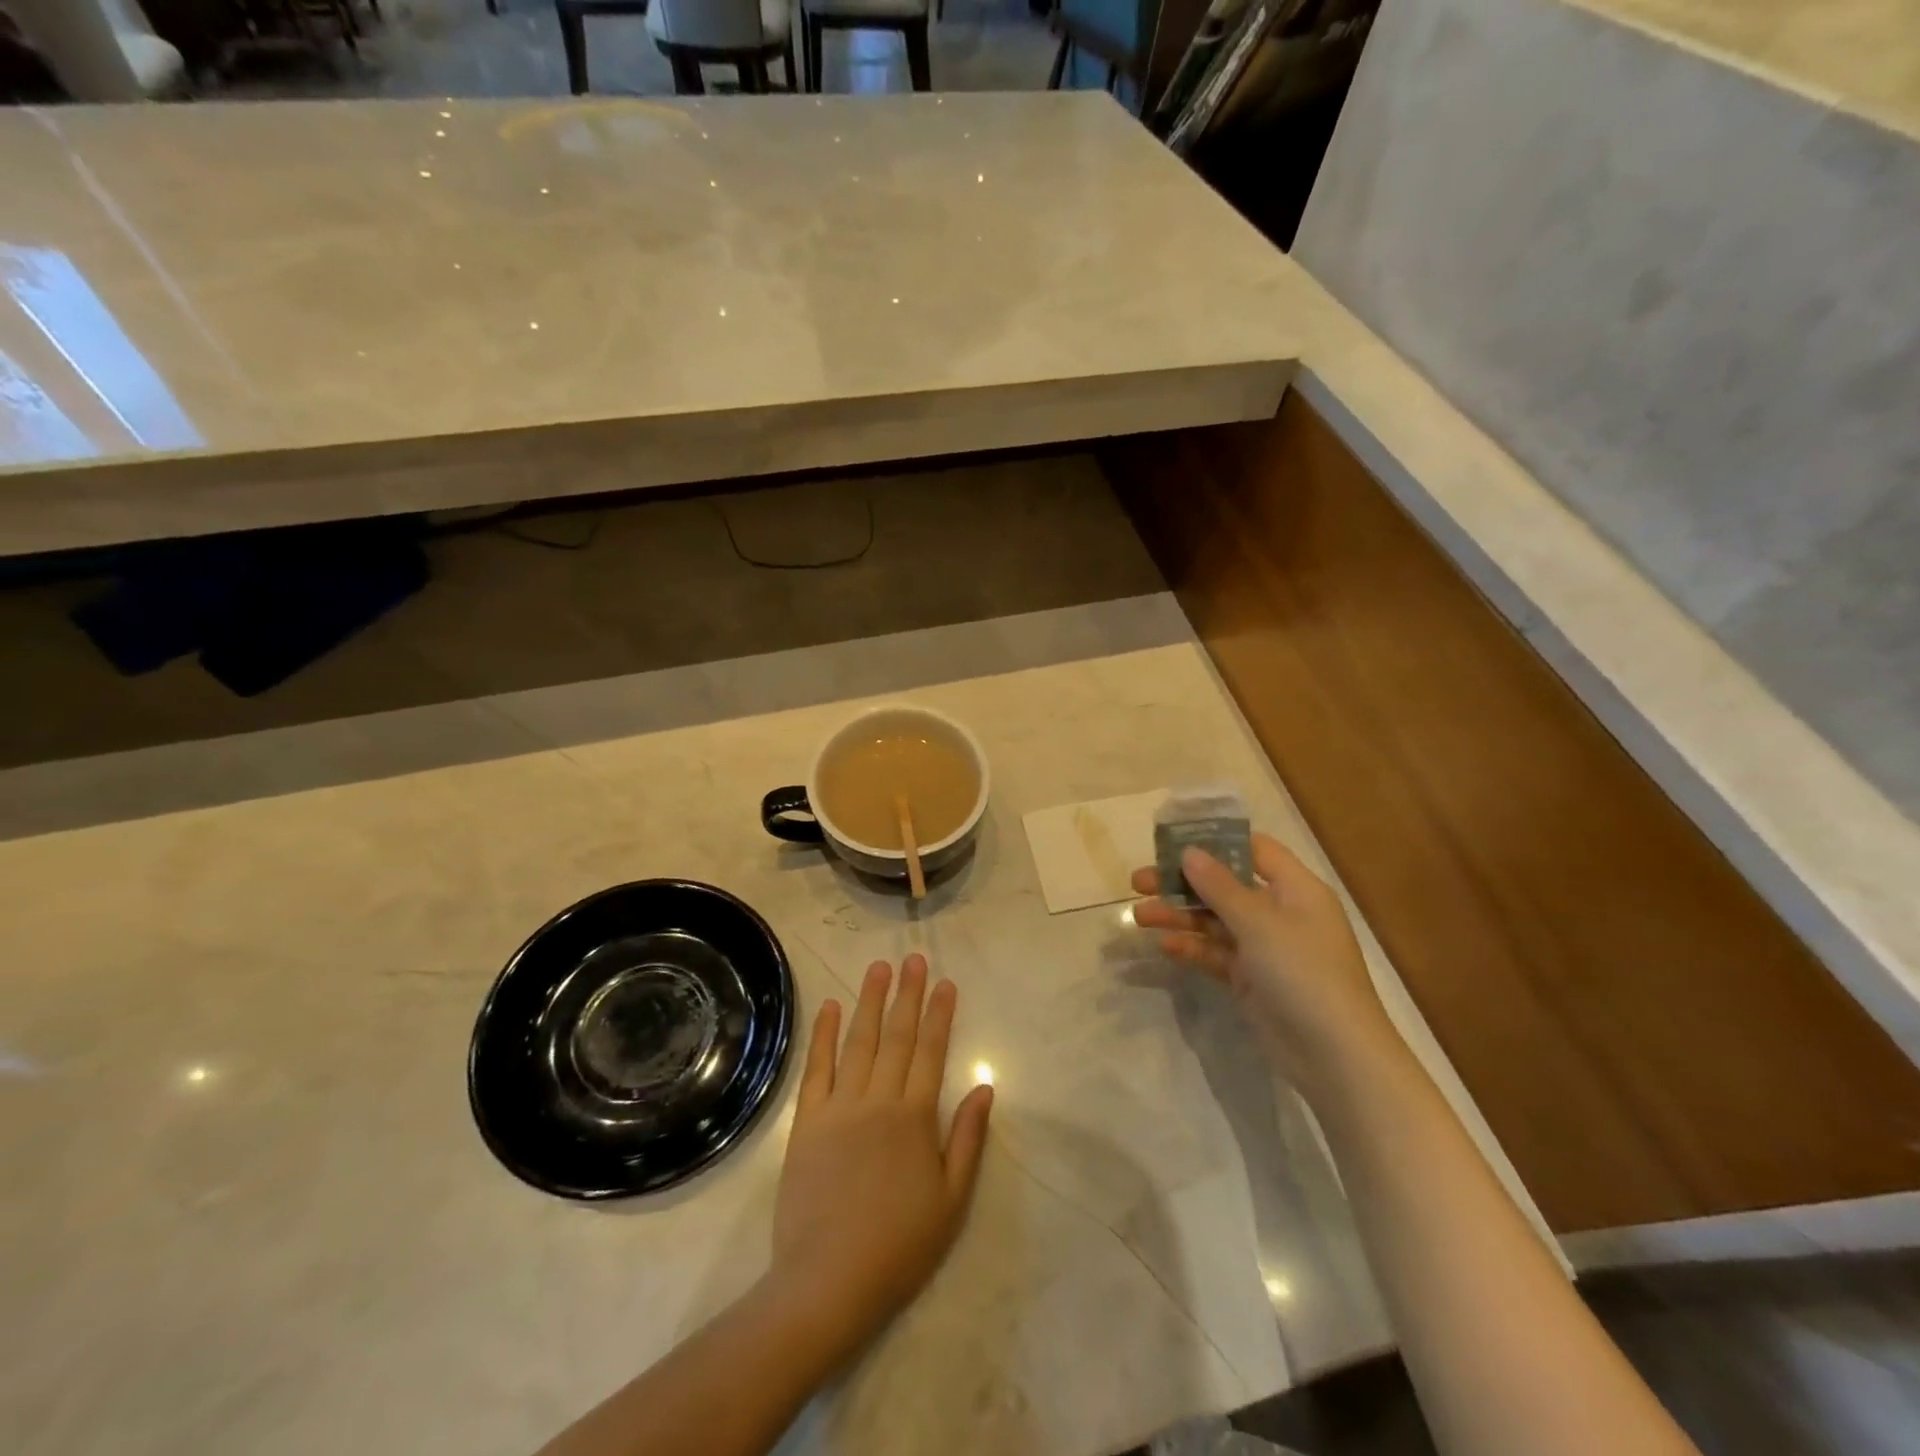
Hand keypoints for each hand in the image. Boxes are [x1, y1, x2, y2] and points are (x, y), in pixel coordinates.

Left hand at [768, 955, 992, 1362]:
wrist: (828, 1281)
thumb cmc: (899, 1245)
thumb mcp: (951, 1199)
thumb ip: (967, 1138)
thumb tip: (985, 1087)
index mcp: (915, 1117)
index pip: (931, 1051)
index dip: (940, 1014)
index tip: (946, 982)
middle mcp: (879, 1100)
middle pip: (897, 1036)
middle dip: (908, 994)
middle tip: (914, 959)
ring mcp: (840, 1107)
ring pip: (859, 1042)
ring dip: (870, 1001)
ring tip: (878, 967)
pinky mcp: (807, 1121)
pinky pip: (816, 1068)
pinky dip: (824, 1035)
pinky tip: (830, 1007)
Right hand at [1131, 835, 1396, 1087]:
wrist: (1335, 1056)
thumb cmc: (1303, 972)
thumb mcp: (1259, 923)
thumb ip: (1219, 886)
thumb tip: (1189, 851)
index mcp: (1295, 888)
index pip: (1253, 849)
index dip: (1214, 841)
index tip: (1171, 841)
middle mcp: (1280, 912)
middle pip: (1225, 885)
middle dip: (1182, 883)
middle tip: (1138, 882)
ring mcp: (1266, 948)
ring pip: (1215, 921)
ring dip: (1180, 916)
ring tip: (1139, 916)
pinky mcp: (1252, 979)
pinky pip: (1216, 954)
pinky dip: (1192, 948)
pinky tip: (1164, 947)